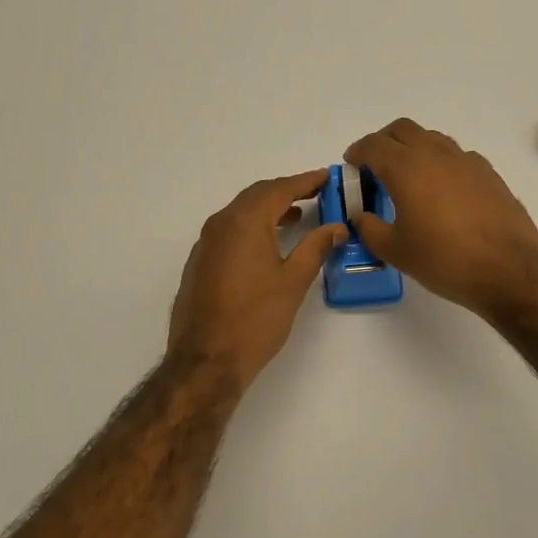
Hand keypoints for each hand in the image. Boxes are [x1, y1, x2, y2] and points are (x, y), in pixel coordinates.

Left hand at [168, 170, 346, 392]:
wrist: (206, 360)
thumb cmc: (255, 319)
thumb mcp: (293, 282)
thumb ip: (316, 248)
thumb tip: (337, 228)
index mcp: (244, 222)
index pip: (279, 189)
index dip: (306, 181)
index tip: (327, 177)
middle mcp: (221, 224)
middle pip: (257, 195)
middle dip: (287, 191)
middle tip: (315, 192)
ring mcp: (206, 243)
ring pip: (241, 212)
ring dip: (269, 209)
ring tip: (297, 216)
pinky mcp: (200, 262)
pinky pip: (229, 230)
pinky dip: (252, 226)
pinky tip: (268, 243)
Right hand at [344, 118, 537, 317]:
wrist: (509, 270)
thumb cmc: (445, 260)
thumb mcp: (396, 252)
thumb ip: (370, 229)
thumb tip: (361, 216)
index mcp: (407, 168)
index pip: (374, 145)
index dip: (358, 151)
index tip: (352, 163)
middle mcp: (436, 154)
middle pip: (403, 129)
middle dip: (384, 141)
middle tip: (376, 165)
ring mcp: (466, 161)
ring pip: (432, 138)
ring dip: (414, 148)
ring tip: (409, 176)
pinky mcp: (488, 173)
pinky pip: (457, 155)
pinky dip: (441, 162)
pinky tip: (442, 189)